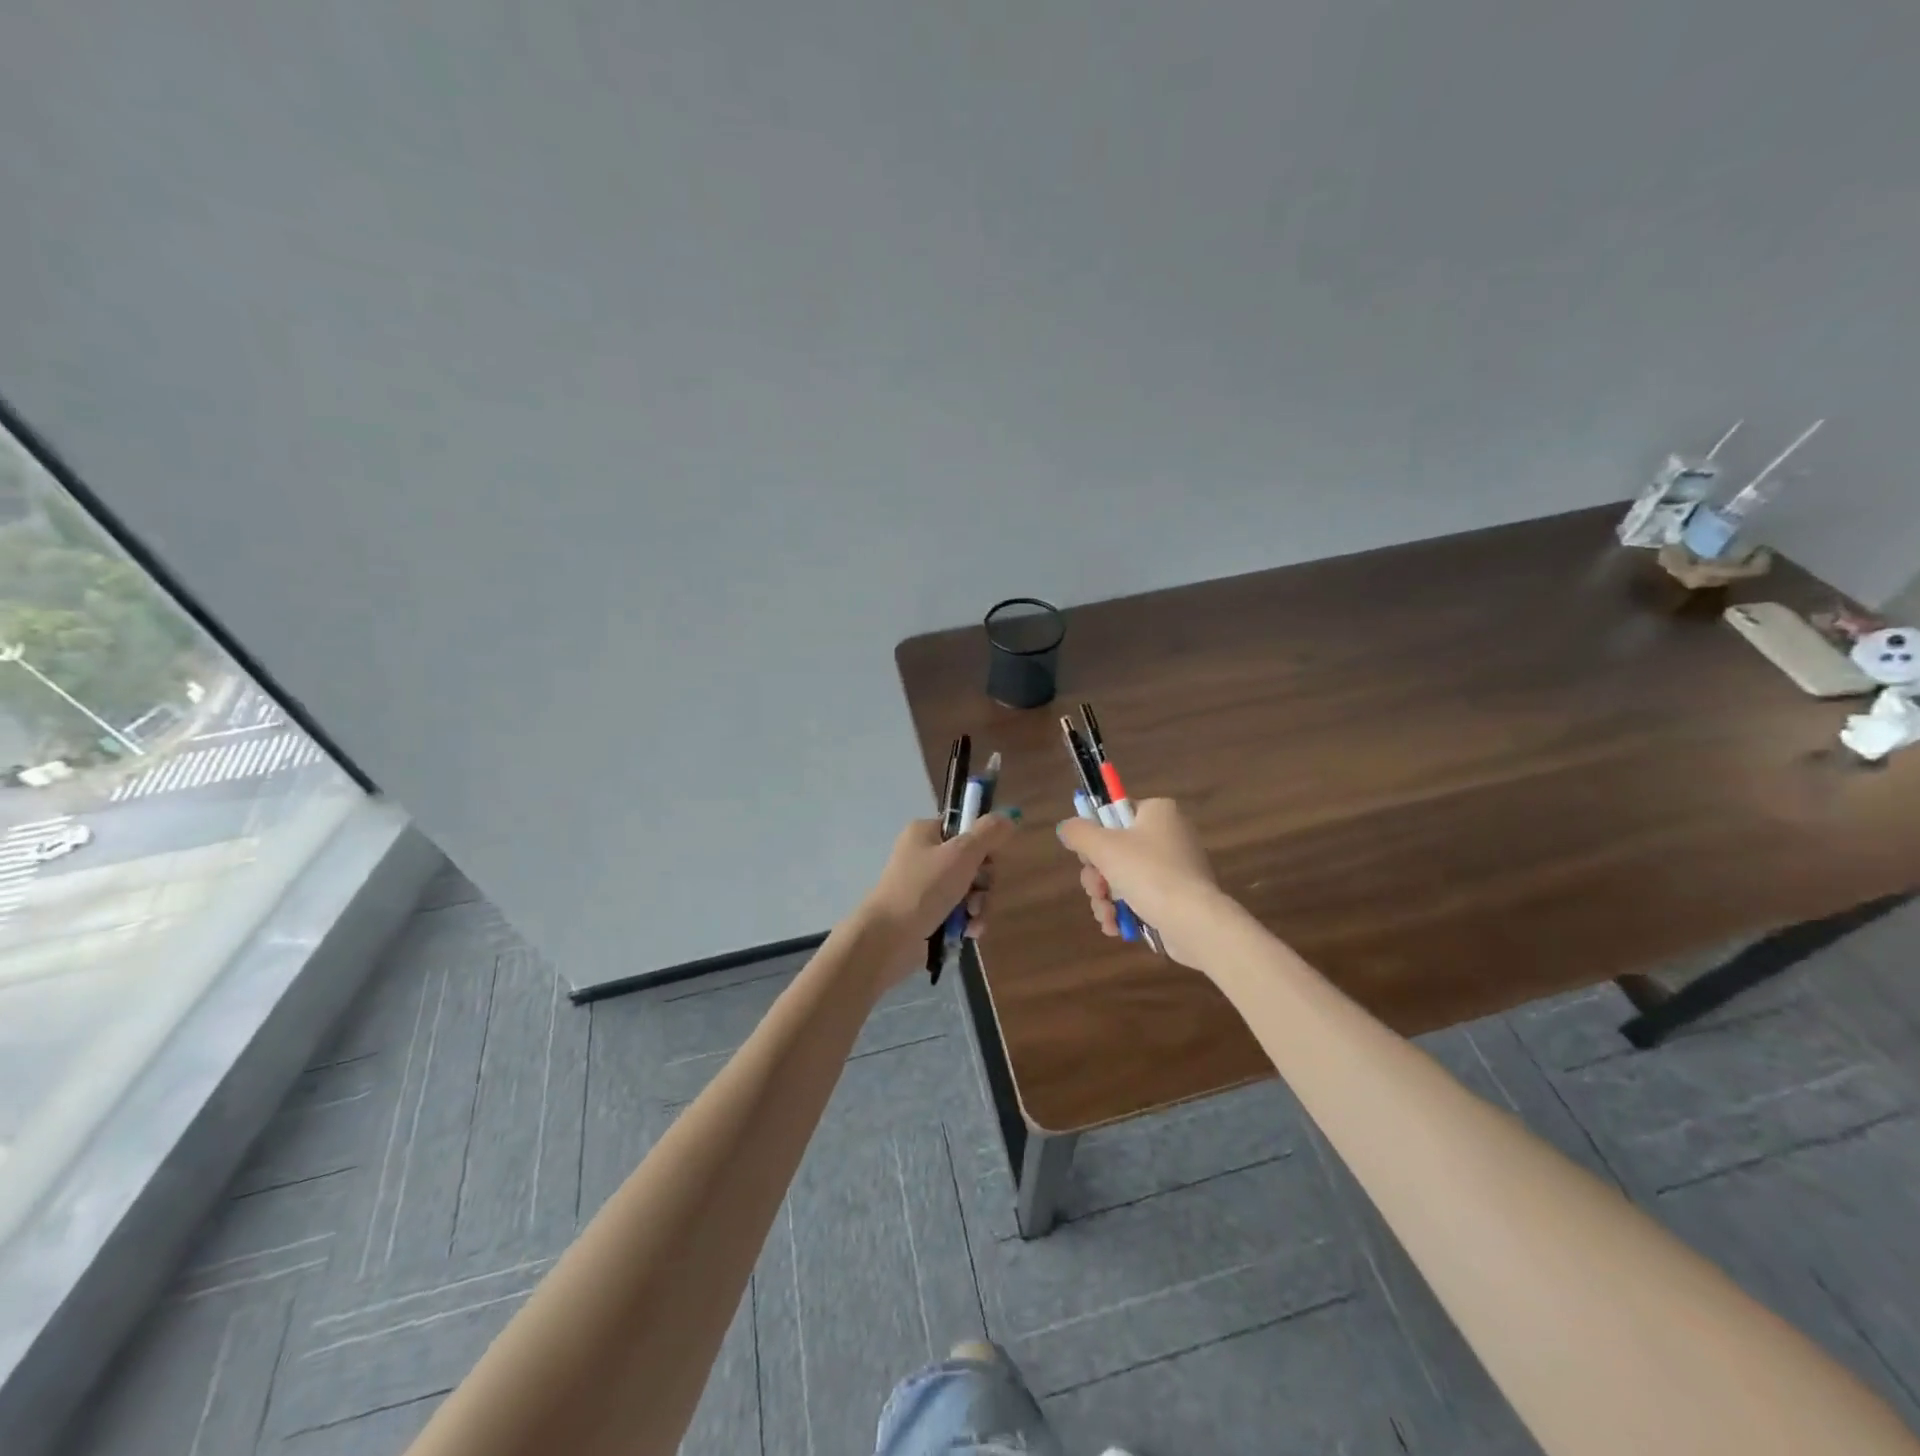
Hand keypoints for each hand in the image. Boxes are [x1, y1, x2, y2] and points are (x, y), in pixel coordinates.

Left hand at [852, 810, 1020, 979]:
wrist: (887, 939)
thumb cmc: (923, 889)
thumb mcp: (961, 854)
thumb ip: (988, 833)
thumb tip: (1009, 815)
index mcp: (926, 832)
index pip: (966, 829)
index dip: (983, 846)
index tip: (989, 862)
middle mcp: (924, 855)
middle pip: (972, 862)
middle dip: (983, 883)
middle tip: (978, 896)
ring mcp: (924, 886)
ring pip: (969, 890)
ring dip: (978, 905)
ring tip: (972, 920)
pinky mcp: (927, 914)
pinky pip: (958, 911)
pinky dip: (967, 921)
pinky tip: (968, 932)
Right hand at [1055, 798, 1220, 966]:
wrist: (1193, 921)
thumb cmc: (1148, 873)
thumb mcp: (1103, 847)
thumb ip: (1078, 833)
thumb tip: (1066, 828)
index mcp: (1158, 812)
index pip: (1116, 813)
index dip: (1095, 834)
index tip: (1087, 854)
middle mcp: (1169, 835)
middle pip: (1115, 849)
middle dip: (1097, 875)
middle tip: (1096, 889)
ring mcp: (1175, 868)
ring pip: (1123, 877)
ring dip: (1105, 898)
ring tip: (1107, 914)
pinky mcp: (1177, 898)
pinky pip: (1140, 897)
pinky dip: (1124, 911)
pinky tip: (1115, 926)